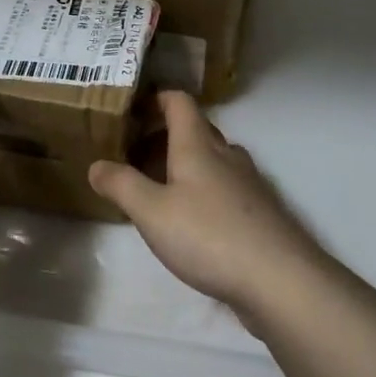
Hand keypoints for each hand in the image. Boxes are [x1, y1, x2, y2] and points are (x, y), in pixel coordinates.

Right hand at [88, 91, 323, 314]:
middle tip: (132, 153)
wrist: (279, 278)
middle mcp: (226, 154)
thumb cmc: (208, 235)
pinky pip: (224, 186)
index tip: (131, 109)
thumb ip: (122, 185)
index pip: (180, 102)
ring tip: (156, 186)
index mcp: (199, 145)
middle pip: (195, 129)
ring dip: (183, 164)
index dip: (156, 98)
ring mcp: (247, 182)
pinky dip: (202, 189)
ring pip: (212, 159)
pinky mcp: (258, 211)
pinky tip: (190, 219)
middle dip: (164, 135)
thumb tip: (96, 164)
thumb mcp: (152, 212)